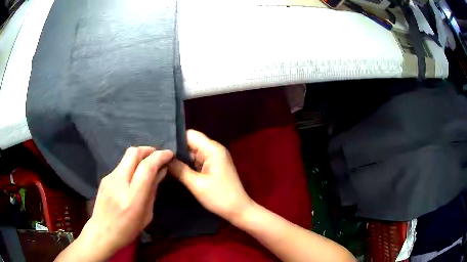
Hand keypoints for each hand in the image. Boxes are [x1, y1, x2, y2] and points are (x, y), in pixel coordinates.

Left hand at [67, 147, 172, 261]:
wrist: (102, 232)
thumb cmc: (128, 229)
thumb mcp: (147, 215)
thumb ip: (153, 191)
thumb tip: (161, 171)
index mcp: (132, 198)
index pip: (146, 167)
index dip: (159, 157)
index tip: (169, 154)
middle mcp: (119, 183)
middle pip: (133, 153)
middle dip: (148, 149)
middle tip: (158, 155)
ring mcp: (109, 178)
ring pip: (126, 157)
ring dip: (140, 157)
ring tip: (148, 165)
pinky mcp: (104, 178)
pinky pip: (121, 166)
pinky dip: (131, 165)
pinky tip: (133, 177)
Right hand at [168, 130, 253, 222]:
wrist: (238, 210)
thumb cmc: (219, 197)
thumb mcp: (196, 184)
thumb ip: (179, 169)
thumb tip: (163, 158)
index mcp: (212, 149)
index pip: (190, 135)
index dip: (175, 139)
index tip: (160, 147)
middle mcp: (214, 149)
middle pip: (191, 142)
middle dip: (176, 149)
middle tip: (159, 156)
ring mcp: (215, 157)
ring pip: (193, 151)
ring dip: (181, 157)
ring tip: (163, 162)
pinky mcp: (214, 165)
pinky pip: (198, 160)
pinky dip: (188, 163)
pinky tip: (176, 168)